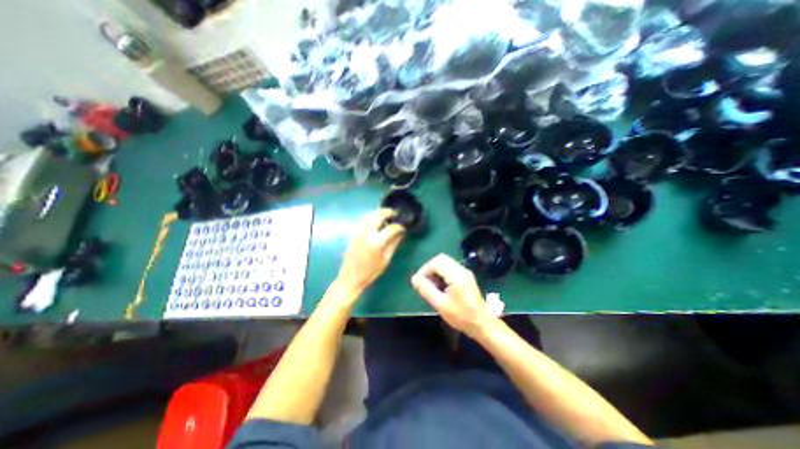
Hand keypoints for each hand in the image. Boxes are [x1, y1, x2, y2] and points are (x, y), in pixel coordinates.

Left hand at [336, 209, 406, 292]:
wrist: (350, 278)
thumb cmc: (370, 272)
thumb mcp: (386, 259)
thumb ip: (394, 244)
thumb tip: (401, 233)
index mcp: (376, 242)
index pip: (391, 228)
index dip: (399, 227)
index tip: (403, 227)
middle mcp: (367, 234)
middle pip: (378, 215)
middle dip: (388, 212)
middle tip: (395, 213)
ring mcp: (359, 232)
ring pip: (369, 215)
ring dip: (378, 212)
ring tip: (387, 215)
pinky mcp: (354, 233)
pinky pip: (364, 220)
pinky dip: (371, 217)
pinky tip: (376, 221)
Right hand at [412, 254, 493, 338]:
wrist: (482, 324)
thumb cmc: (461, 316)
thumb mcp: (440, 304)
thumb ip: (426, 289)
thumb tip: (414, 278)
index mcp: (456, 275)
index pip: (436, 261)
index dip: (425, 269)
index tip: (420, 282)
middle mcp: (461, 269)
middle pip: (441, 259)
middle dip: (430, 269)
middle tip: (426, 283)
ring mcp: (465, 272)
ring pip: (446, 263)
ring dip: (436, 271)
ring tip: (433, 287)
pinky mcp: (466, 277)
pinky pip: (451, 268)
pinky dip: (442, 273)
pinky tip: (441, 287)